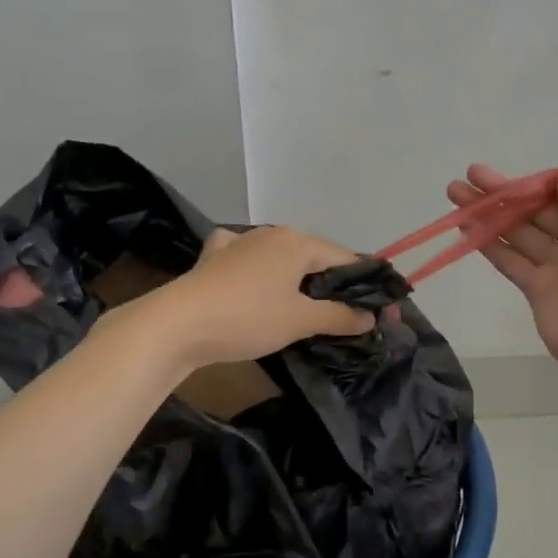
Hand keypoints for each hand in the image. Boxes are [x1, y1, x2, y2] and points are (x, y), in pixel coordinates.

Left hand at [148, 226, 375, 366]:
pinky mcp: (214, 258)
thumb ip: (339, 316)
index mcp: (297, 242)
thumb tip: (370, 317)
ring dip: (297, 278)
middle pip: (314, 257)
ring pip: (280, 258)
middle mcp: (270, 233)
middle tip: (347, 315)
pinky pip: (247, 259)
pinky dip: (258, 270)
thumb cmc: (248, 318)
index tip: (380, 312)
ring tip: (306, 306)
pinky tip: (254, 281)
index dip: (366, 286)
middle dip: (333, 284)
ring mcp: (239, 243)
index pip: (345, 259)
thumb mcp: (300, 320)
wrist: (178, 323)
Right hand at [445, 165, 557, 396]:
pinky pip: (510, 259)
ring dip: (488, 212)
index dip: (539, 183)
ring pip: (518, 231)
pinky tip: (465, 226)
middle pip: (537, 209)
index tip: (513, 175)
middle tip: (470, 173)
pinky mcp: (537, 289)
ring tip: (455, 192)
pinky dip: (489, 242)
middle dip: (504, 192)